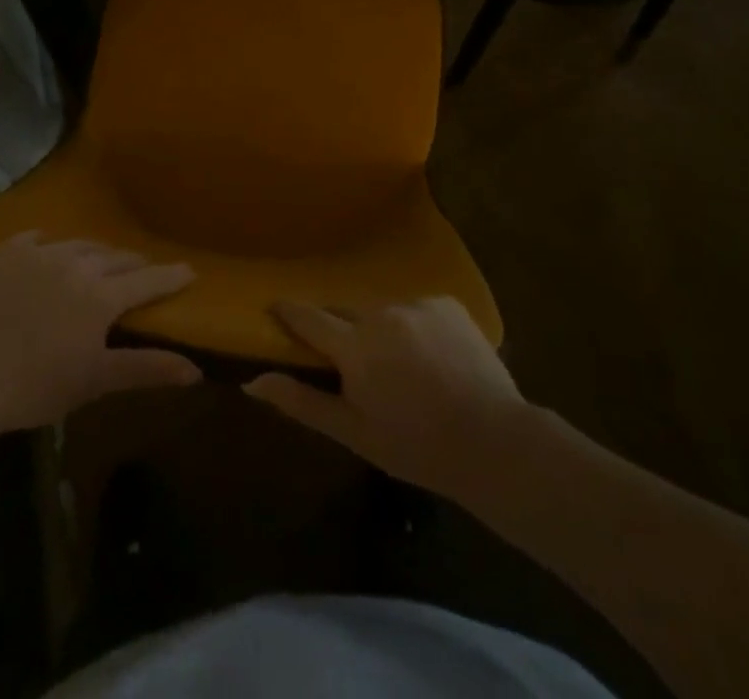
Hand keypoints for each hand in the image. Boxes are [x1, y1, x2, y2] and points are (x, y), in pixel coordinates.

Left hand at [0, 232, 199, 434]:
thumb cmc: (35, 386)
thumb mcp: (94, 381)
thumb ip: (146, 369)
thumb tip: (195, 370)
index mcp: (101, 296)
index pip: (147, 280)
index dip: (170, 276)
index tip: (189, 271)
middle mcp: (76, 264)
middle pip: (116, 257)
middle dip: (134, 265)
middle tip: (142, 273)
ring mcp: (39, 253)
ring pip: (80, 244)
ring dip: (97, 254)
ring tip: (100, 264)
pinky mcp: (7, 253)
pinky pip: (38, 238)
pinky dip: (52, 244)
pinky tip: (50, 250)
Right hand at [243, 297, 526, 493]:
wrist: (496, 442)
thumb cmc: (417, 446)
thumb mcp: (354, 433)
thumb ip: (302, 402)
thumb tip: (252, 382)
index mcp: (355, 345)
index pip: (308, 317)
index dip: (288, 311)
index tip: (274, 307)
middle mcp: (381, 312)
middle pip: (346, 311)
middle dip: (342, 330)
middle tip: (351, 360)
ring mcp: (417, 303)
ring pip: (383, 310)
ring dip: (381, 330)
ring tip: (401, 366)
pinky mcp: (447, 302)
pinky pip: (416, 308)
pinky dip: (414, 326)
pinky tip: (432, 357)